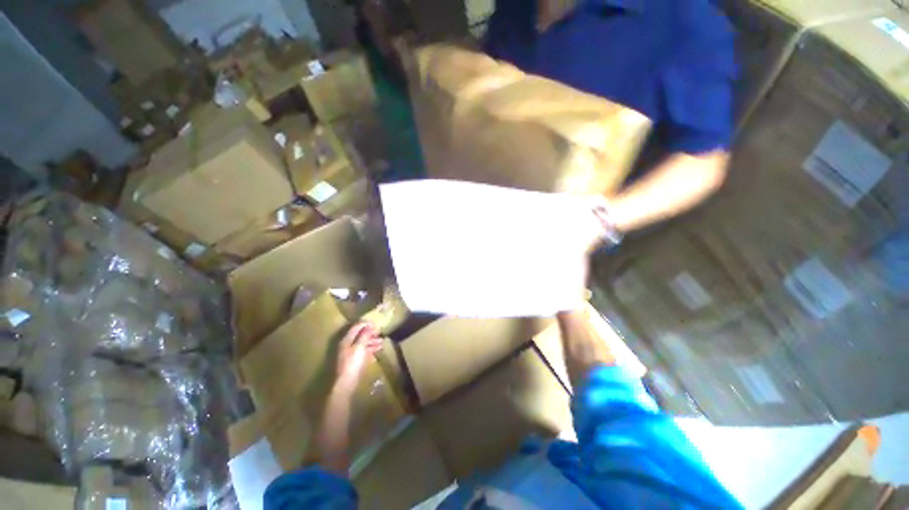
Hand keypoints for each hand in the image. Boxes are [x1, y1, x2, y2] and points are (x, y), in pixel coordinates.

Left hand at [336, 322, 383, 390]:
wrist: (346, 382)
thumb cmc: (352, 363)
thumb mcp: (360, 347)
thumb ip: (364, 336)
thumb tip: (368, 326)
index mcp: (347, 340)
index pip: (355, 328)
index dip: (365, 324)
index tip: (375, 323)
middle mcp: (348, 345)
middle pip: (359, 336)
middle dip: (370, 333)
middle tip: (379, 332)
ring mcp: (351, 353)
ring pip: (362, 344)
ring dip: (372, 342)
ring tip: (382, 342)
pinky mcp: (354, 361)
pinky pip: (363, 352)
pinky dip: (371, 350)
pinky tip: (378, 350)